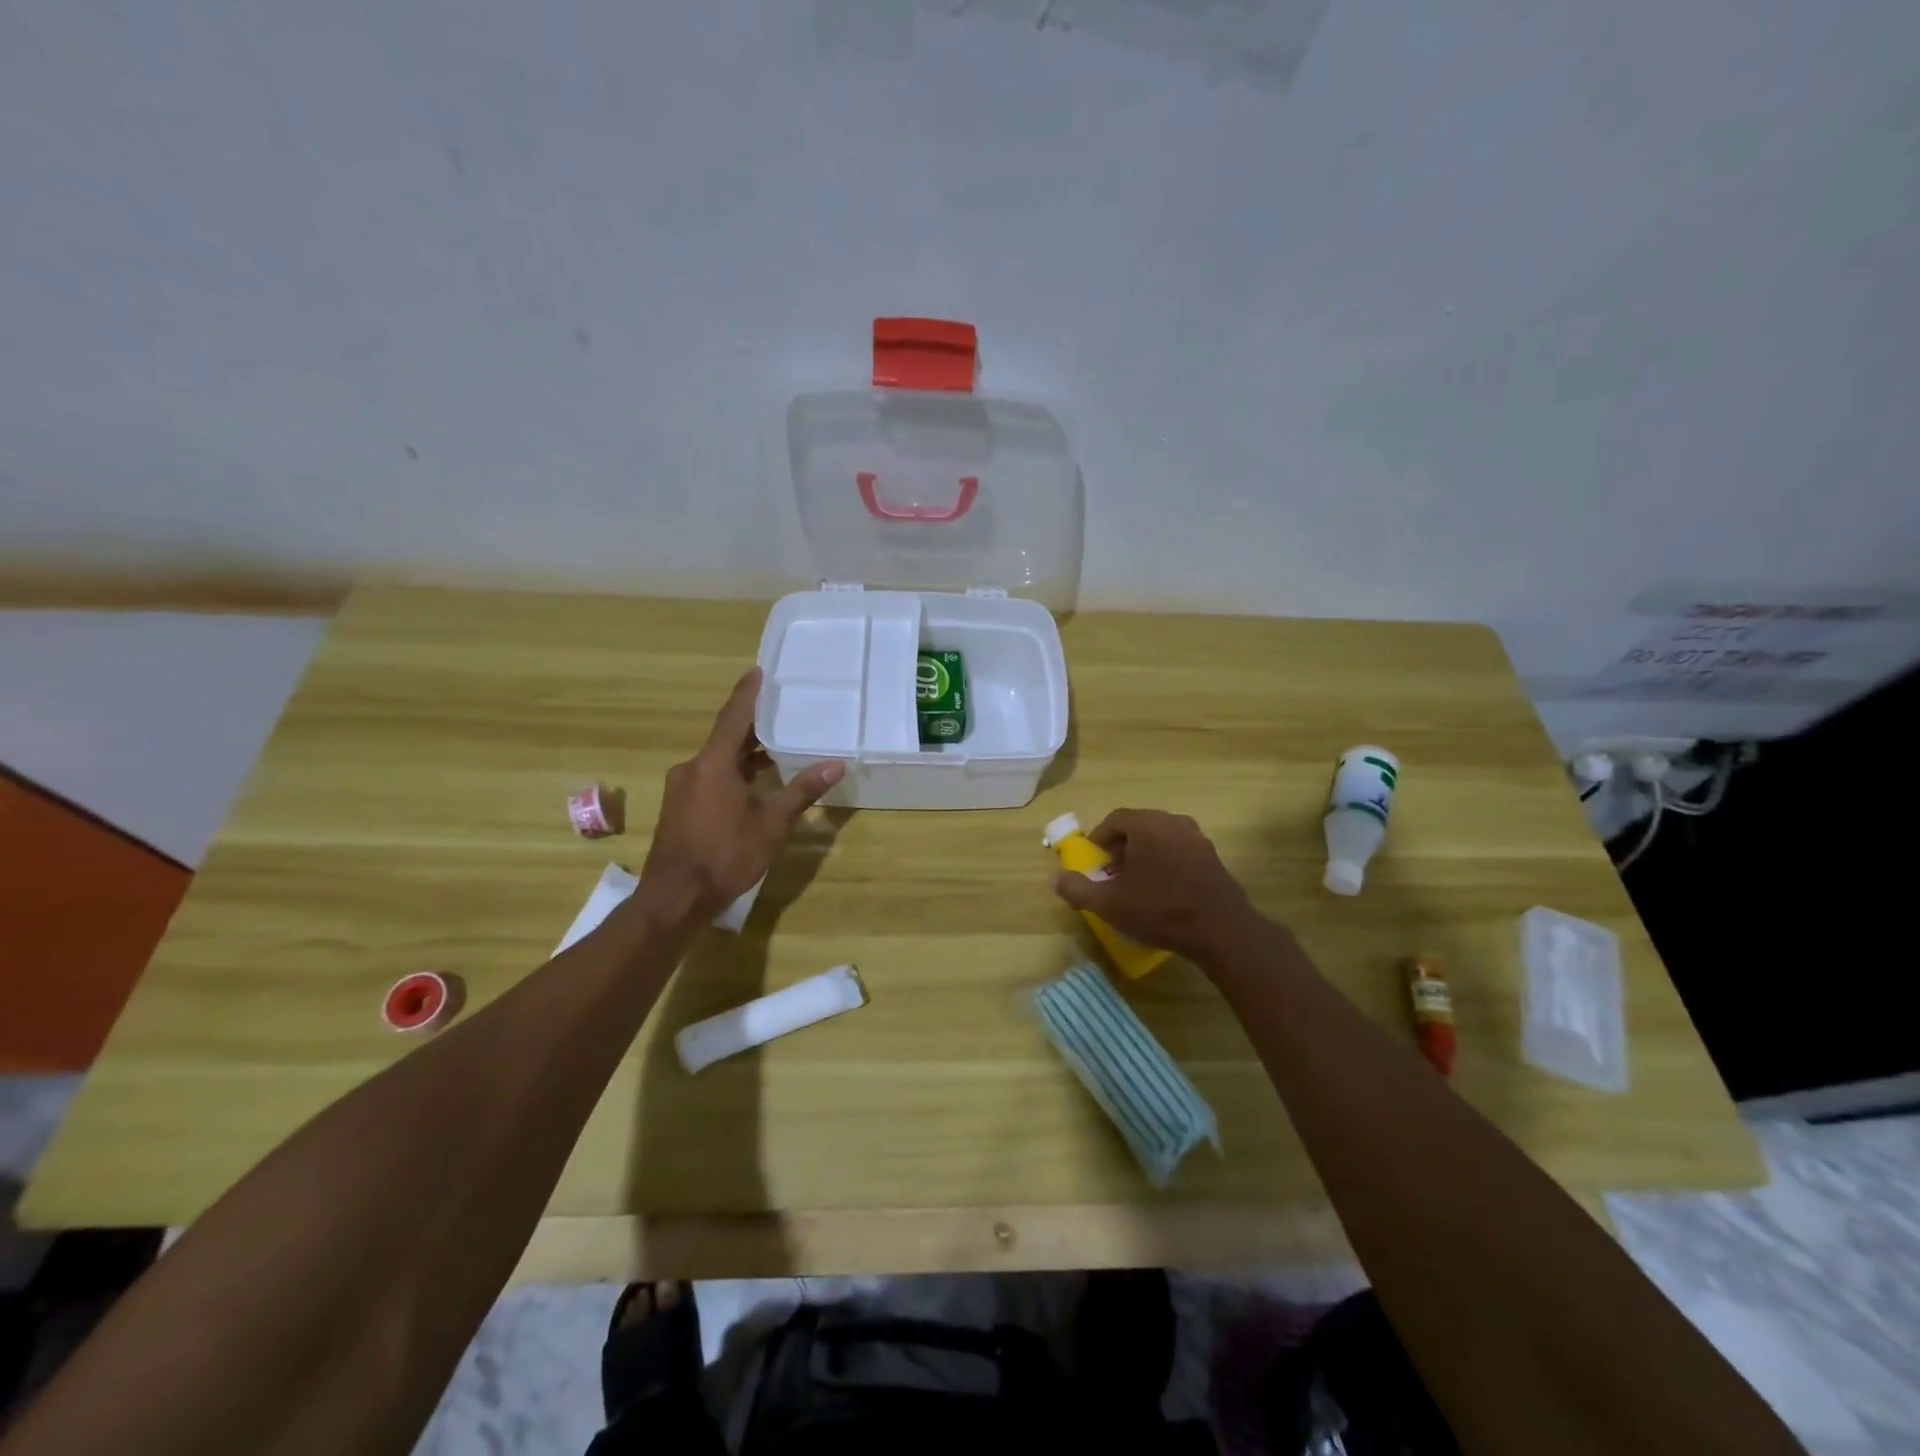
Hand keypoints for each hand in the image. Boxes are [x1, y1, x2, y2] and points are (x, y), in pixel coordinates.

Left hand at [639, 668, 844, 925]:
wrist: (675, 898)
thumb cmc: (726, 855)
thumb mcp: (772, 824)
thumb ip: (802, 791)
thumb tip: (836, 764)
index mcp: (713, 764)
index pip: (734, 717)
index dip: (748, 694)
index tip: (758, 671)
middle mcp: (693, 768)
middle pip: (726, 737)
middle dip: (752, 724)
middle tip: (780, 709)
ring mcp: (683, 788)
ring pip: (718, 759)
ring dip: (744, 752)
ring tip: (776, 745)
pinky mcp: (680, 806)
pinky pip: (710, 776)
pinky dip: (733, 771)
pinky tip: (754, 782)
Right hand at [1051, 808, 1258, 964]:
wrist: (1220, 931)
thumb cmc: (1159, 910)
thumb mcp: (1109, 904)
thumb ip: (1077, 889)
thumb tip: (1054, 878)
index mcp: (1147, 825)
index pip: (1115, 819)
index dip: (1099, 838)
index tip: (1093, 862)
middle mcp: (1173, 822)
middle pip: (1139, 826)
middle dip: (1120, 847)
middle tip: (1111, 874)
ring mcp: (1197, 839)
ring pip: (1160, 839)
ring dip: (1143, 855)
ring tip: (1135, 885)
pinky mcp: (1213, 857)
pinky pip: (1180, 851)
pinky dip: (1165, 863)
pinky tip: (1162, 892)